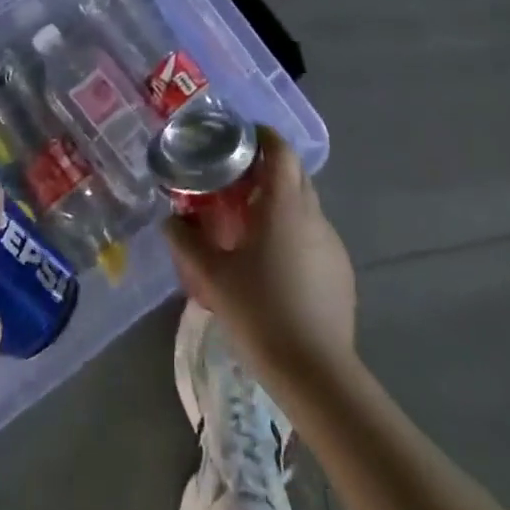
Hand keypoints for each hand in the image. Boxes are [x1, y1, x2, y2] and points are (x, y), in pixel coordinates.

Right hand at [164, 127, 355, 387]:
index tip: (240, 137)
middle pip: (294, 174)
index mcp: (285, 205)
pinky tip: (275, 265)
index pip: (281, 150)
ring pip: (305, 206)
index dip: (263, 136)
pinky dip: (294, 234)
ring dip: (281, 203)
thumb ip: (186, 243)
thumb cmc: (261, 313)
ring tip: (251, 225)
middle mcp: (313, 215)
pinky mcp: (341, 271)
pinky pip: (315, 236)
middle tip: (236, 180)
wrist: (317, 373)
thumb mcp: (213, 278)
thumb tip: (168, 220)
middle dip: (268, 169)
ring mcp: (332, 243)